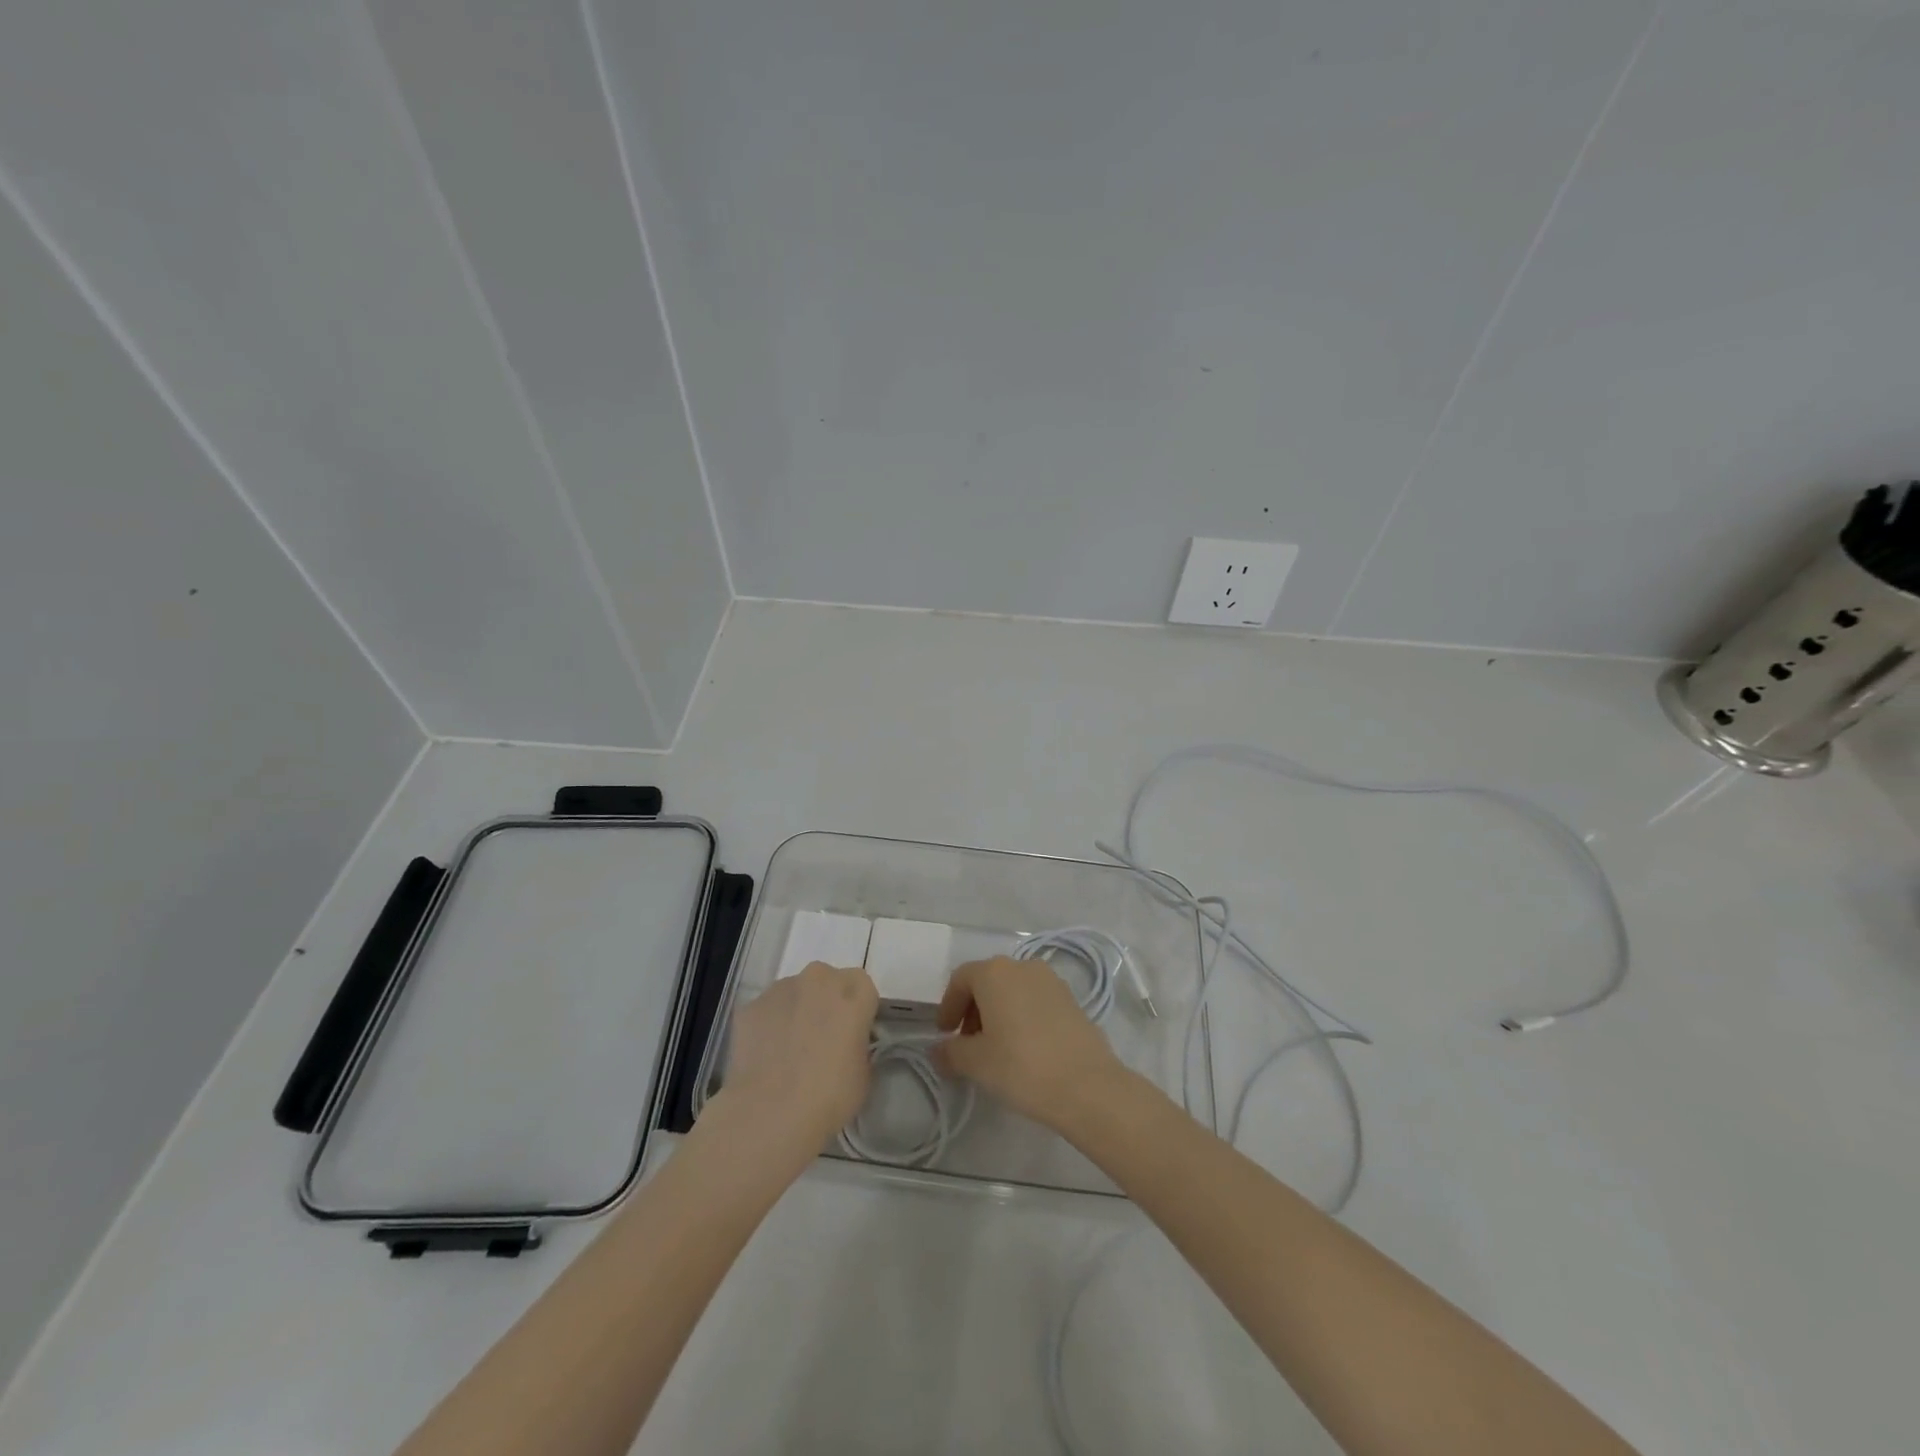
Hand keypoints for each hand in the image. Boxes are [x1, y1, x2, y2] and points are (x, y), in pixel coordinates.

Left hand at [720, 962, 877, 1154]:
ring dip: (797, 1011)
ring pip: (795, 993)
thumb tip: (845, 1045)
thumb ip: (858, 1044)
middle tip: (821, 1040)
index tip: (852, 1035)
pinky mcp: (751, 1006)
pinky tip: (766, 1057)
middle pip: (827, 982)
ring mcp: (781, 989)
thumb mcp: (864, 1072)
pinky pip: (767, 1011)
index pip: (863, 988)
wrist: (770, 1113)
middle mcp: (819, 979)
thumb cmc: (830, 1096)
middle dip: (826, 1003)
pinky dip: (769, 1026)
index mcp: (854, 992)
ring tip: (789, 1052)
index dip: (857, 1010)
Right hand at [934, 956, 1131, 1131]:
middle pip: (988, 981)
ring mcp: (1051, 981)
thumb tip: (939, 1050)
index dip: (948, 1006)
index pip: (961, 979)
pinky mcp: (1072, 1000)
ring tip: (996, 1048)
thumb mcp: (976, 1063)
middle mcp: (1023, 966)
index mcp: (995, 972)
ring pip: (1013, 990)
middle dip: (973, 1009)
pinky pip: (1035, 1000)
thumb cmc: (1021, 1066)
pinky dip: (1022, 1016)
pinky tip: (1024, 1048)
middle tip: (967, 1043)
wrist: (1087, 1085)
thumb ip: (951, 1052)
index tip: (944, 1034)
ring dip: (998, 1012)